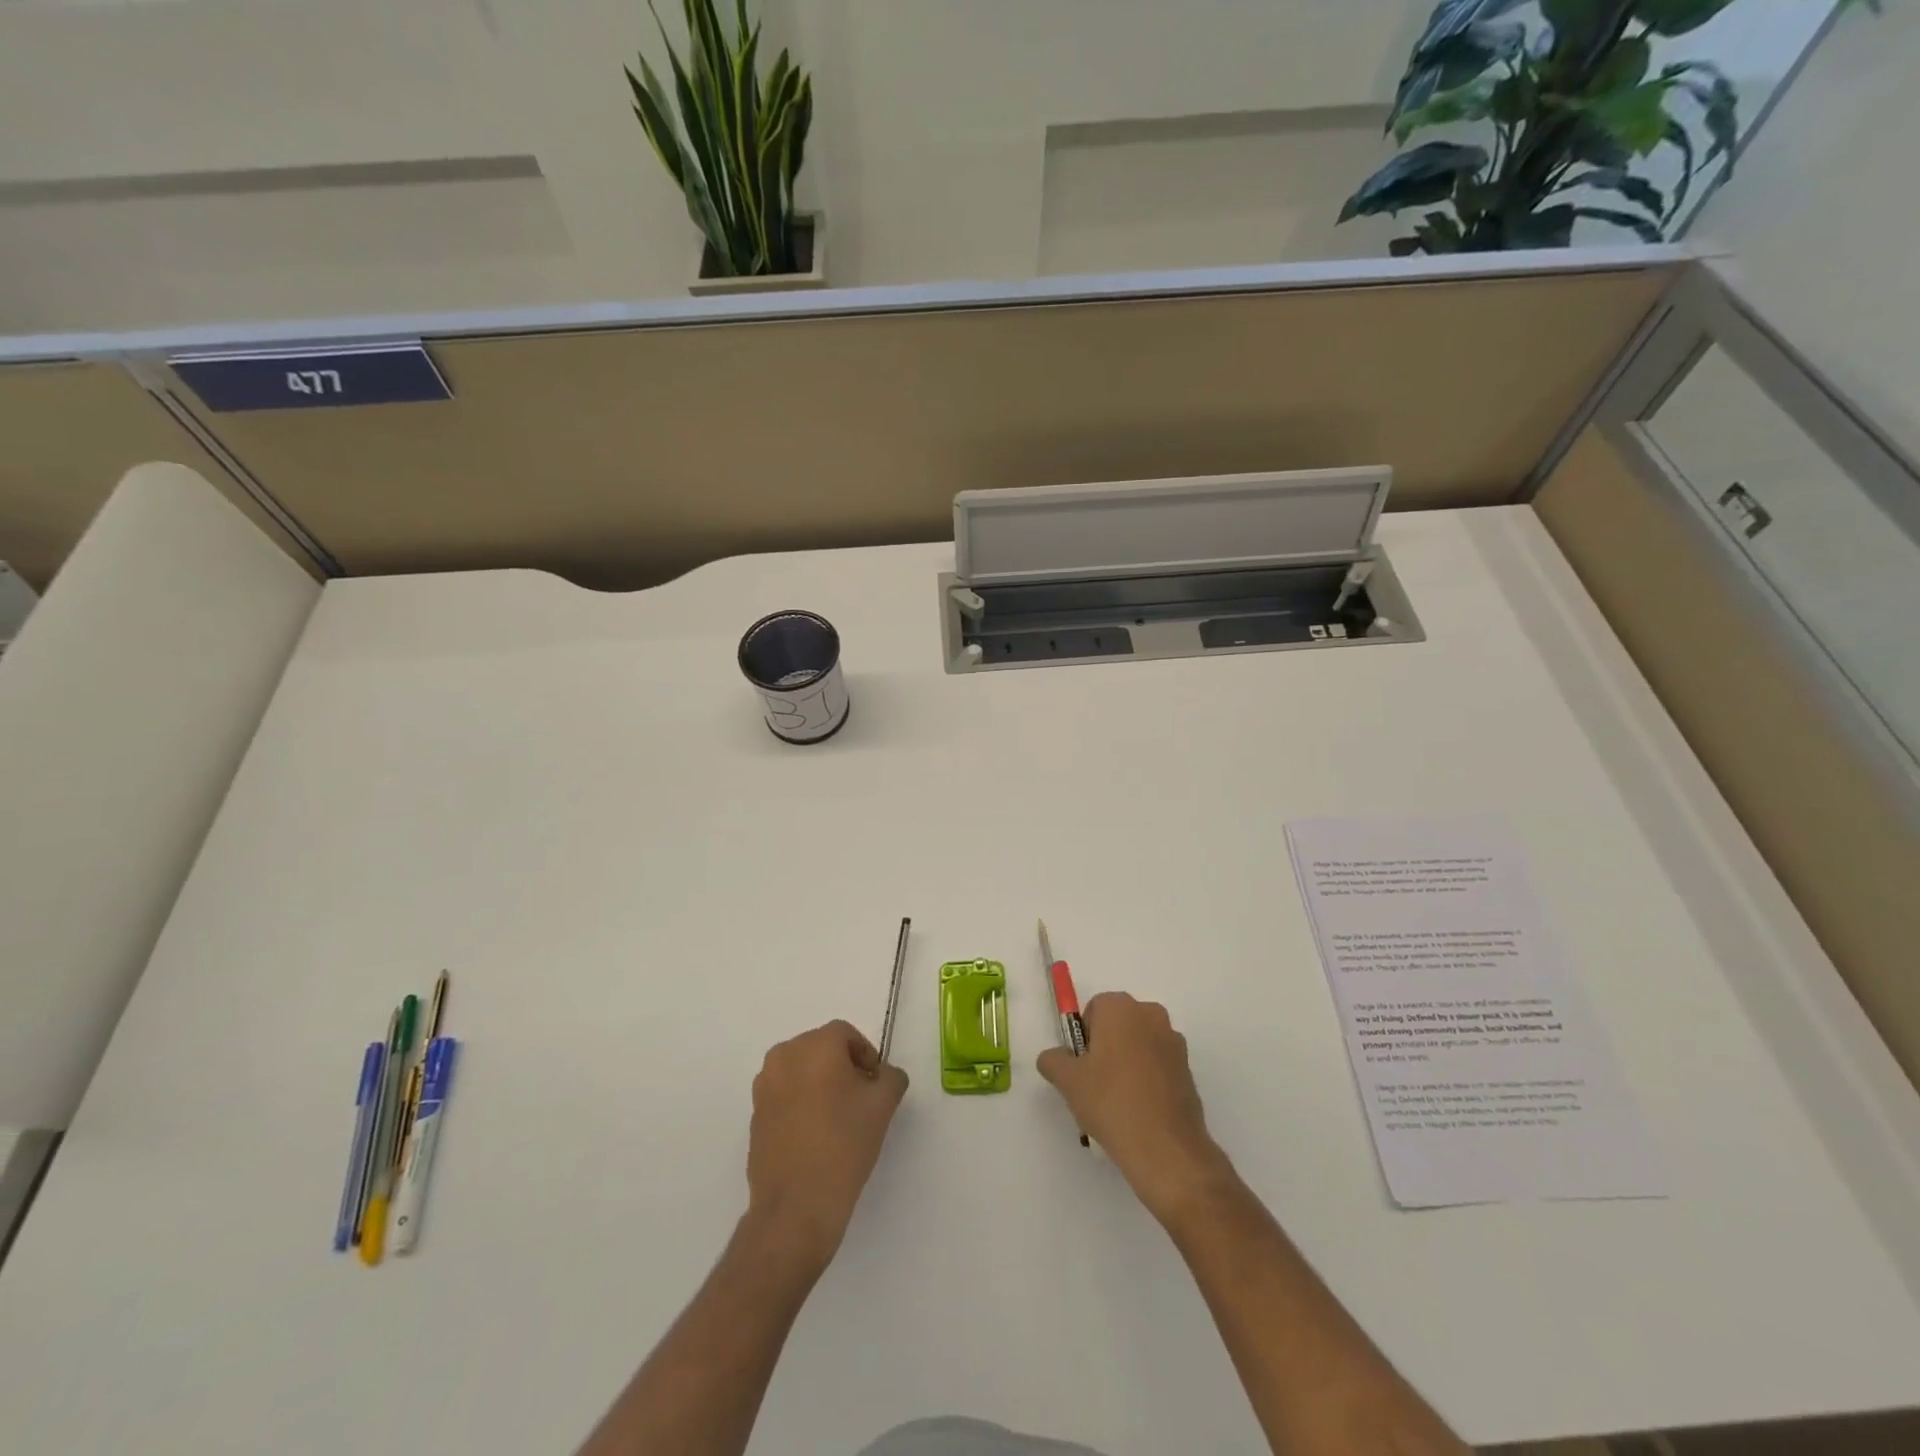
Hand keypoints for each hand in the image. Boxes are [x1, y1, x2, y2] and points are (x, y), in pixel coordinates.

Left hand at [745, 1020, 907, 1275]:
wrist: (796, 1207)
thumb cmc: (844, 1145)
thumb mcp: (883, 1105)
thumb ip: (891, 1077)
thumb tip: (884, 1075)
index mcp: (815, 1046)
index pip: (845, 1034)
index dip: (866, 1054)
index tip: (876, 1084)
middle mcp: (784, 1056)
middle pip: (820, 1049)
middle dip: (843, 1067)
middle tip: (861, 1099)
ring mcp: (764, 1086)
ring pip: (801, 1071)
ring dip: (820, 1084)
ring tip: (838, 1118)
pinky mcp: (755, 1114)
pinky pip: (785, 1095)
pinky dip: (801, 1103)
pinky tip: (816, 1135)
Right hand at [1037, 993, 1234, 1224]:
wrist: (1165, 1148)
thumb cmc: (1111, 1102)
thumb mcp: (1067, 1081)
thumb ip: (1053, 1060)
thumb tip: (1054, 1058)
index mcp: (1121, 1007)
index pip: (1094, 1009)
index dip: (1084, 1037)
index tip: (1081, 1066)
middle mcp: (1151, 1015)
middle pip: (1119, 1024)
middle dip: (1106, 1047)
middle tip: (1095, 1083)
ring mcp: (1174, 1042)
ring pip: (1139, 1045)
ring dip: (1127, 1063)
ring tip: (1117, 1102)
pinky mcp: (1188, 1069)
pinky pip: (1158, 1065)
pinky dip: (1147, 1079)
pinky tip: (1139, 1111)